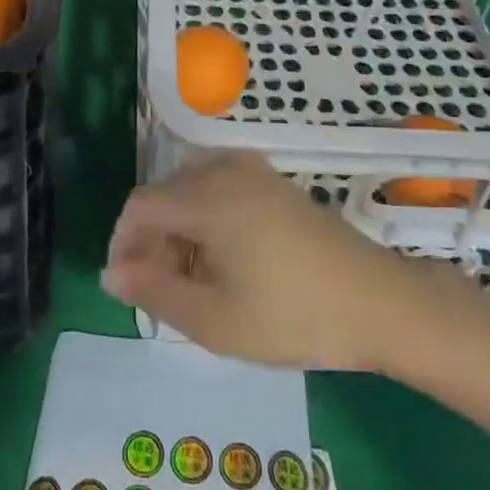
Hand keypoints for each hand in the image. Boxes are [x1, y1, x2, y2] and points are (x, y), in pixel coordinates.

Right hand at [101, 152, 483, 371]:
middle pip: (165, 194)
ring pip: (193, 191)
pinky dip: (207, 219)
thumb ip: (154, 291)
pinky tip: (225, 260)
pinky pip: (222, 188)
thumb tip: (110, 273)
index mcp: (206, 196)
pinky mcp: (276, 183)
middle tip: (162, 293)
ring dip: (179, 230)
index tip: (127, 287)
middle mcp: (225, 170)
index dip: (123, 243)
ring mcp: (255, 172)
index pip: (140, 205)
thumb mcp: (213, 319)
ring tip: (192, 282)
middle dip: (152, 240)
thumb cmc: (291, 315)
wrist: (379, 302)